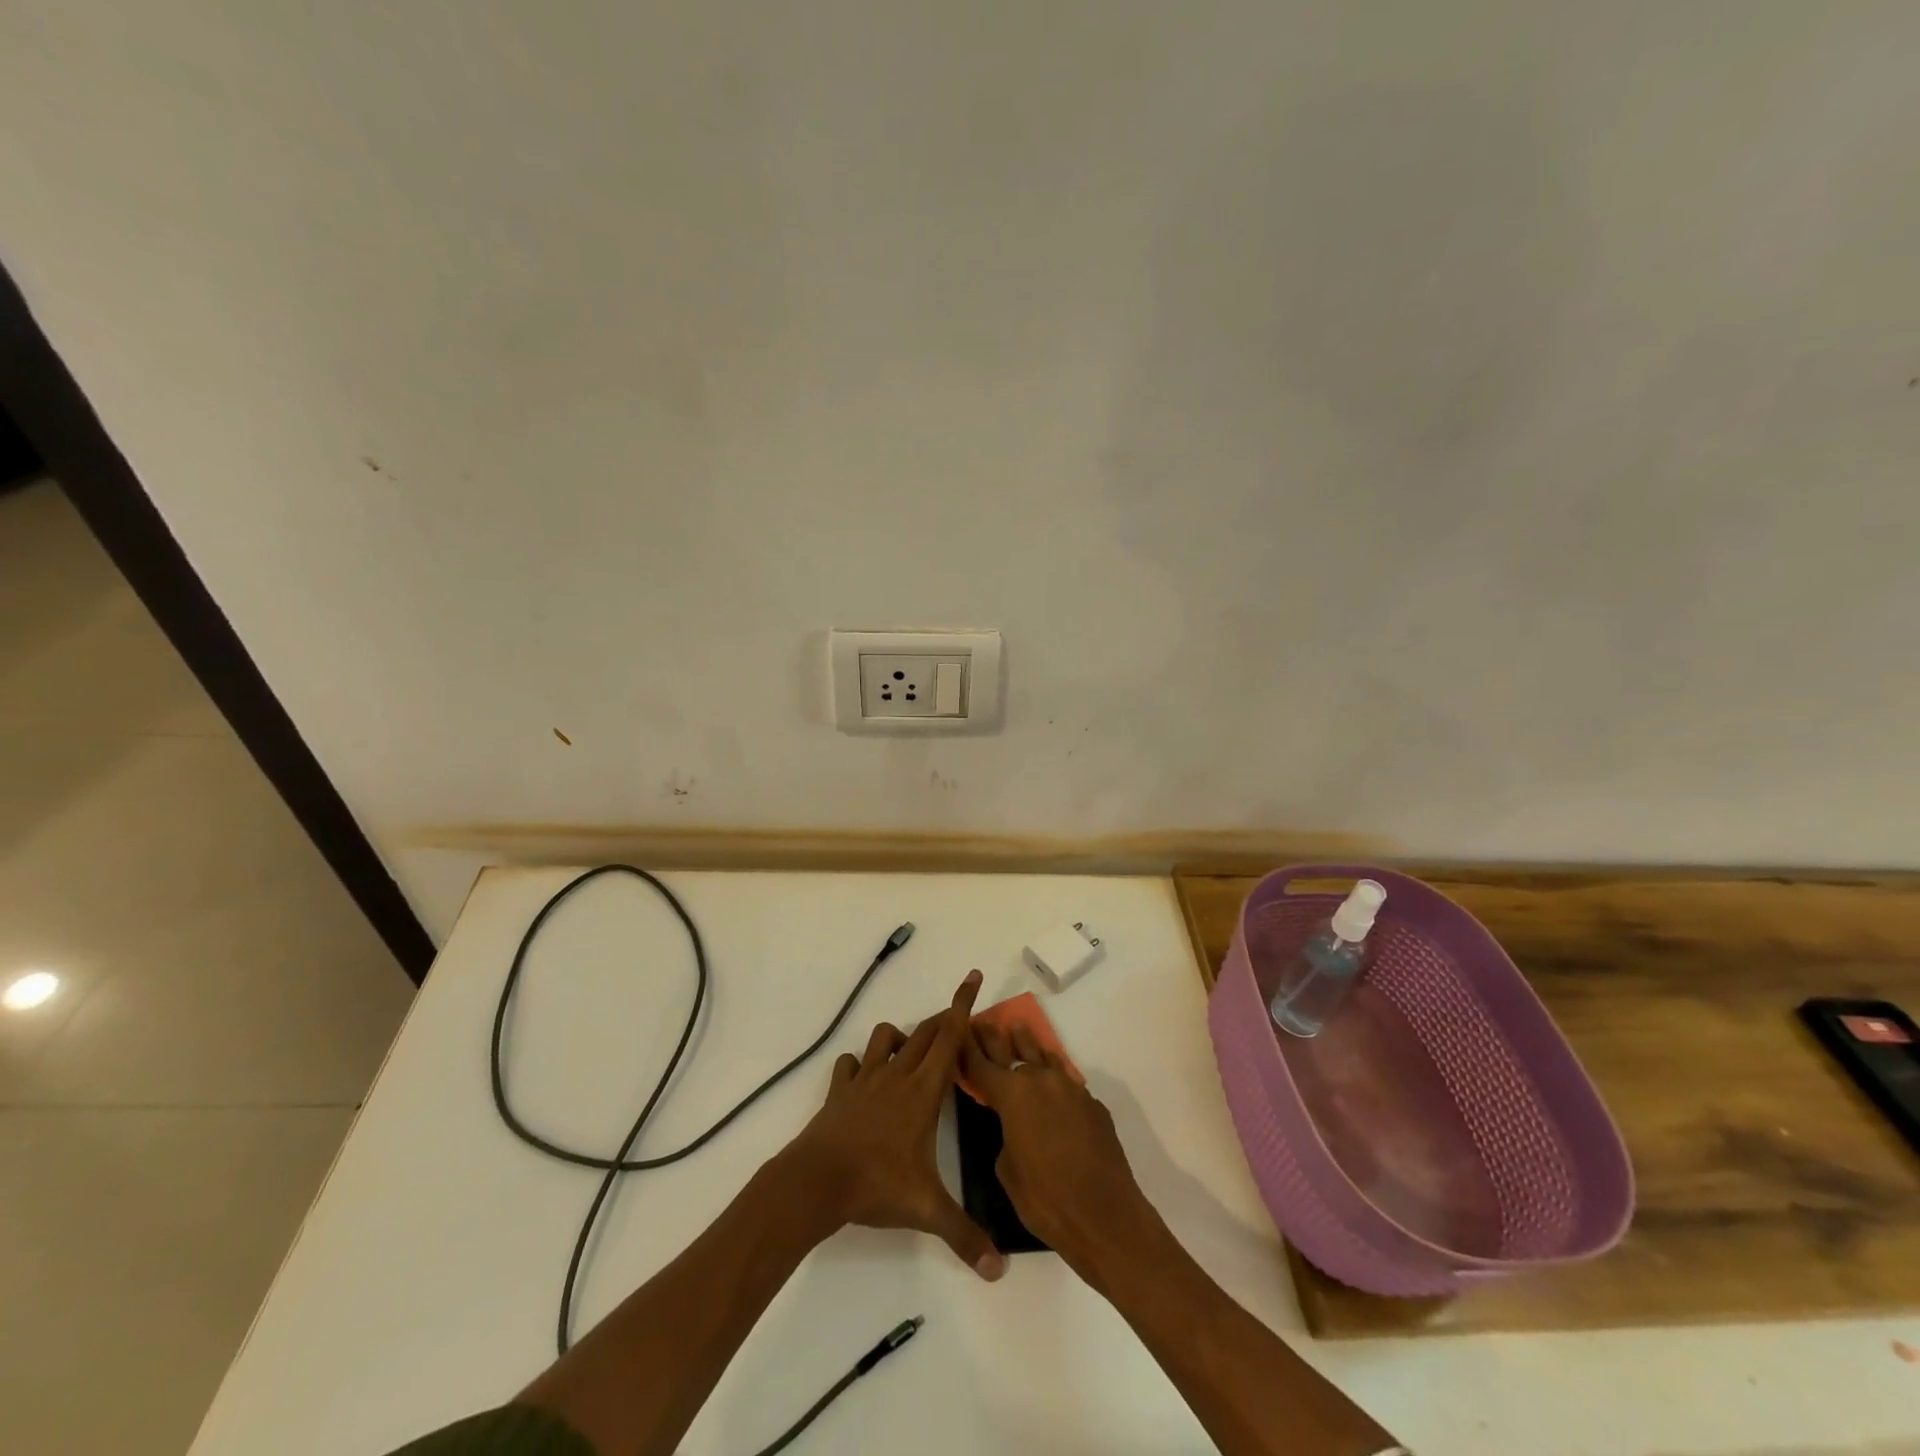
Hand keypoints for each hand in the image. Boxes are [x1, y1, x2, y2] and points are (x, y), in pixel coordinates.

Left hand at [780, 969, 1005, 1280]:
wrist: (816, 1182)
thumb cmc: (876, 1185)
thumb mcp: (927, 1210)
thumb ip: (965, 1235)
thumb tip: (1000, 1270)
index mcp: (924, 1090)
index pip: (949, 1037)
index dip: (963, 1004)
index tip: (973, 976)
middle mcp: (897, 1074)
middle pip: (924, 1032)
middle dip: (942, 1019)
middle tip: (957, 1021)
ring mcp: (865, 1079)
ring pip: (885, 1036)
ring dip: (900, 1036)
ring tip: (910, 1052)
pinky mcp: (840, 1090)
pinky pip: (850, 1063)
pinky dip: (860, 1062)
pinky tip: (863, 1077)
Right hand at [960, 1020, 1159, 1283]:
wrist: (1105, 1215)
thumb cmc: (1046, 1199)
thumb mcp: (1007, 1170)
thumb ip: (1005, 1136)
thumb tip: (1015, 1127)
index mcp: (1012, 1095)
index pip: (981, 1064)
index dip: (967, 1048)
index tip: (958, 1031)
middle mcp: (1040, 1081)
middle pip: (1012, 1050)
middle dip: (995, 1038)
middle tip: (983, 1023)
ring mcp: (1070, 1088)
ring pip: (1043, 1057)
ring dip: (1027, 1045)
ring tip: (1018, 1030)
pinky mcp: (1092, 1103)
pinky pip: (1066, 1081)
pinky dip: (1052, 1074)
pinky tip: (1050, 1076)